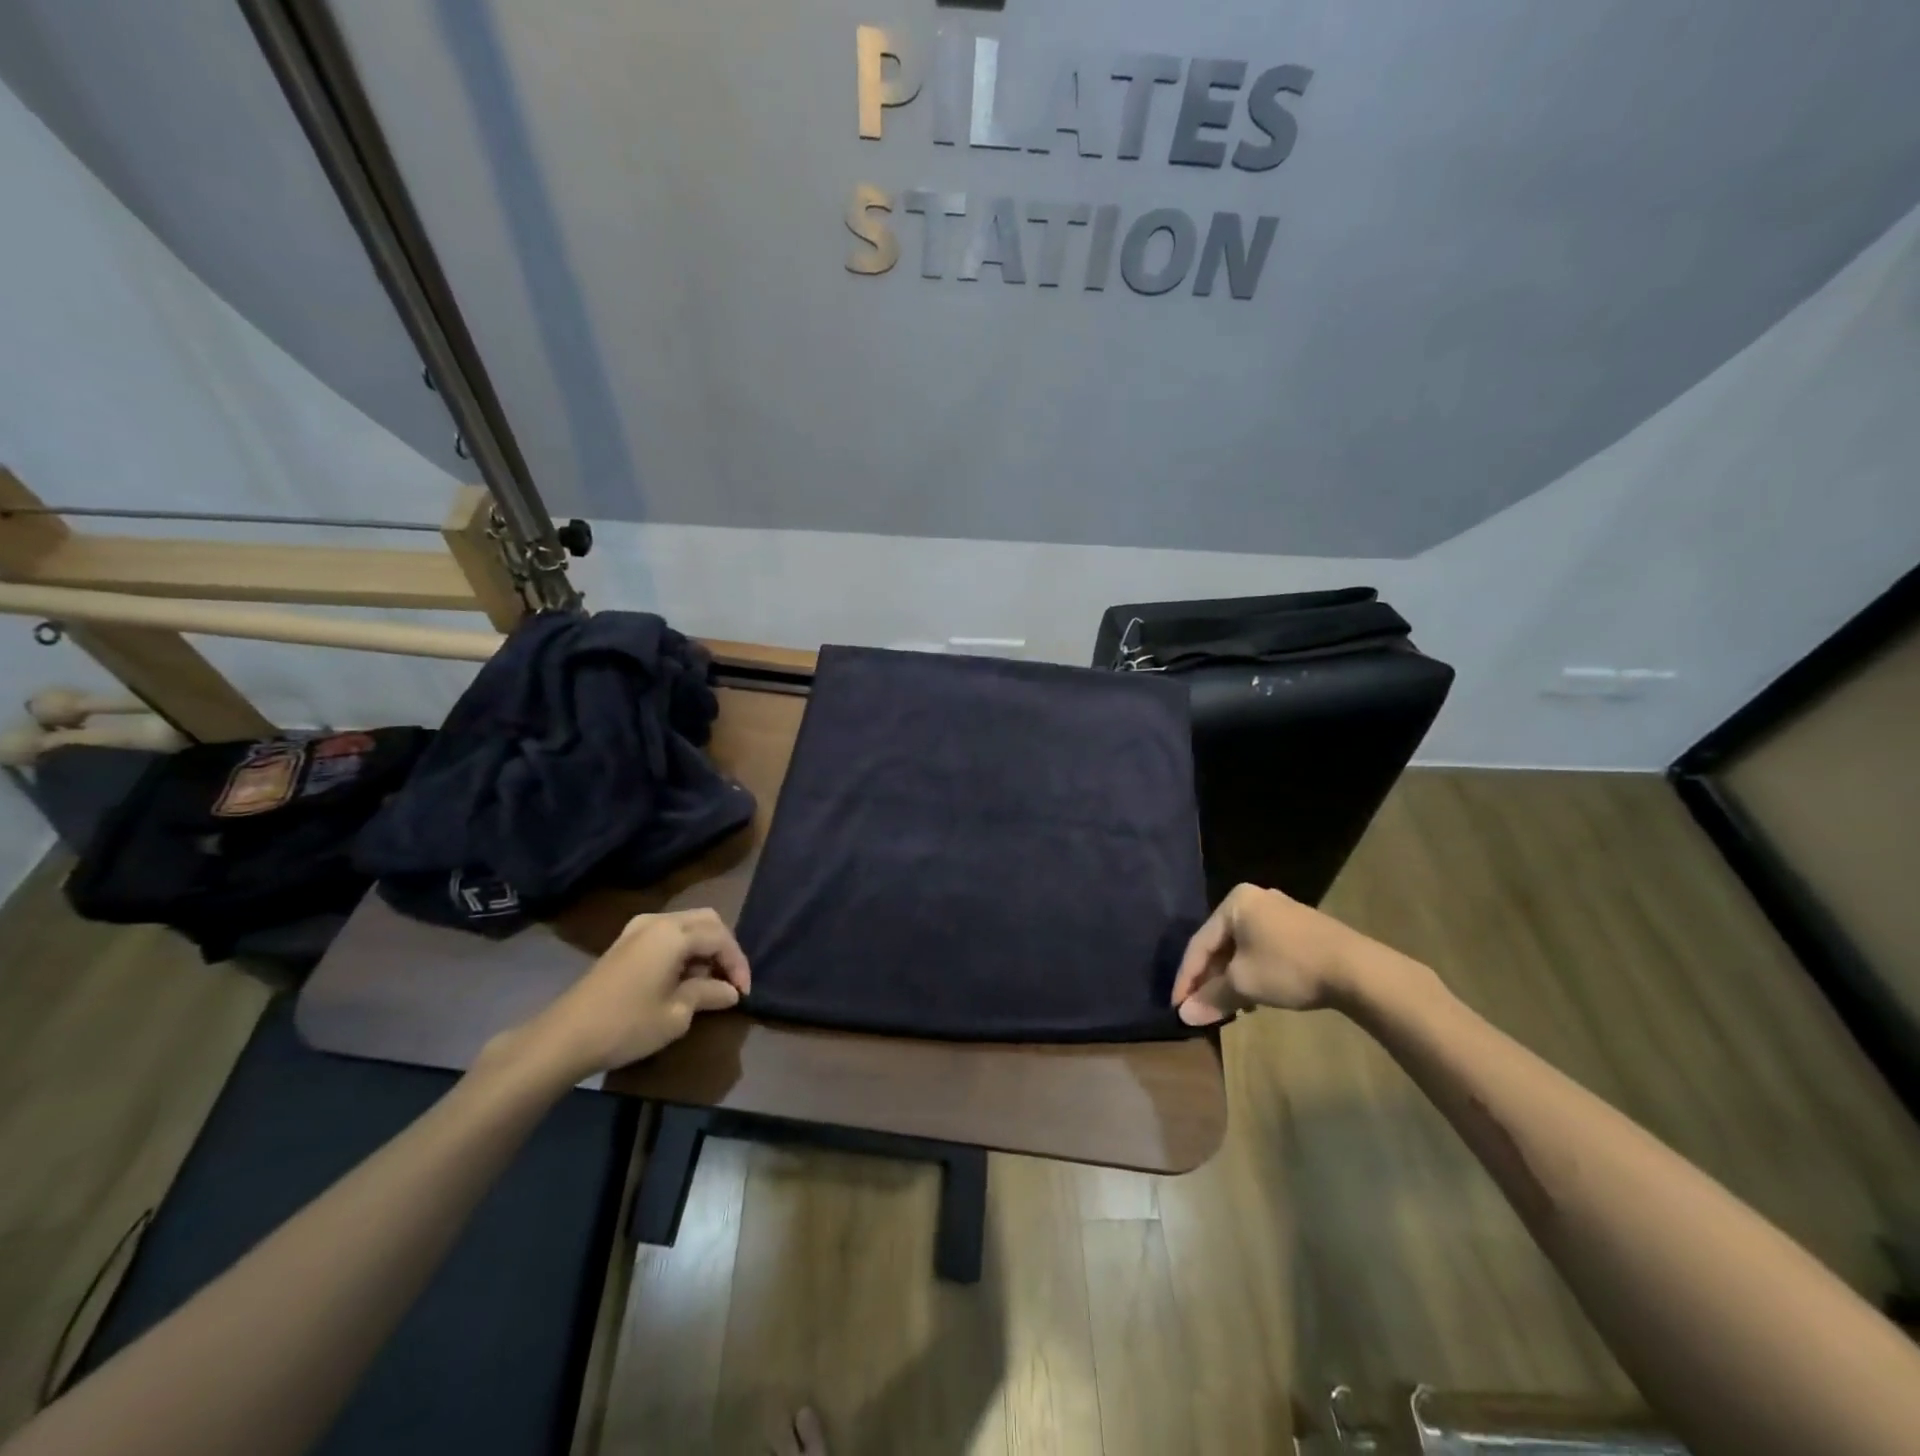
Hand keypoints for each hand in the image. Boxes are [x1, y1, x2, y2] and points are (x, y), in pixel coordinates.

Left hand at [499, 908, 750, 1080]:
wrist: (564, 1038)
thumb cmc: (627, 1025)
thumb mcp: (677, 1015)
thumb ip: (708, 995)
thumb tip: (730, 992)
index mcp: (674, 934)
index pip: (721, 938)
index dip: (738, 964)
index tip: (743, 993)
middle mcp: (658, 921)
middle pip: (707, 921)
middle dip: (724, 948)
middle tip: (730, 980)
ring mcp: (637, 929)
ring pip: (687, 924)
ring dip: (704, 947)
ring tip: (708, 981)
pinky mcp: (624, 943)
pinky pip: (666, 933)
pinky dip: (683, 948)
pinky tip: (682, 976)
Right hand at [1172, 883, 1374, 1025]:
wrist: (1357, 970)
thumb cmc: (1289, 967)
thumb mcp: (1244, 984)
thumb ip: (1212, 997)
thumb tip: (1184, 1015)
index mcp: (1234, 902)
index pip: (1199, 943)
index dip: (1186, 978)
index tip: (1177, 1006)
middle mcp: (1255, 899)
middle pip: (1220, 944)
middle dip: (1210, 978)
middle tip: (1202, 1007)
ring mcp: (1281, 912)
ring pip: (1242, 948)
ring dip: (1231, 978)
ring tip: (1228, 1007)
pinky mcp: (1301, 928)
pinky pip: (1263, 949)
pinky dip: (1253, 971)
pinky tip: (1257, 996)